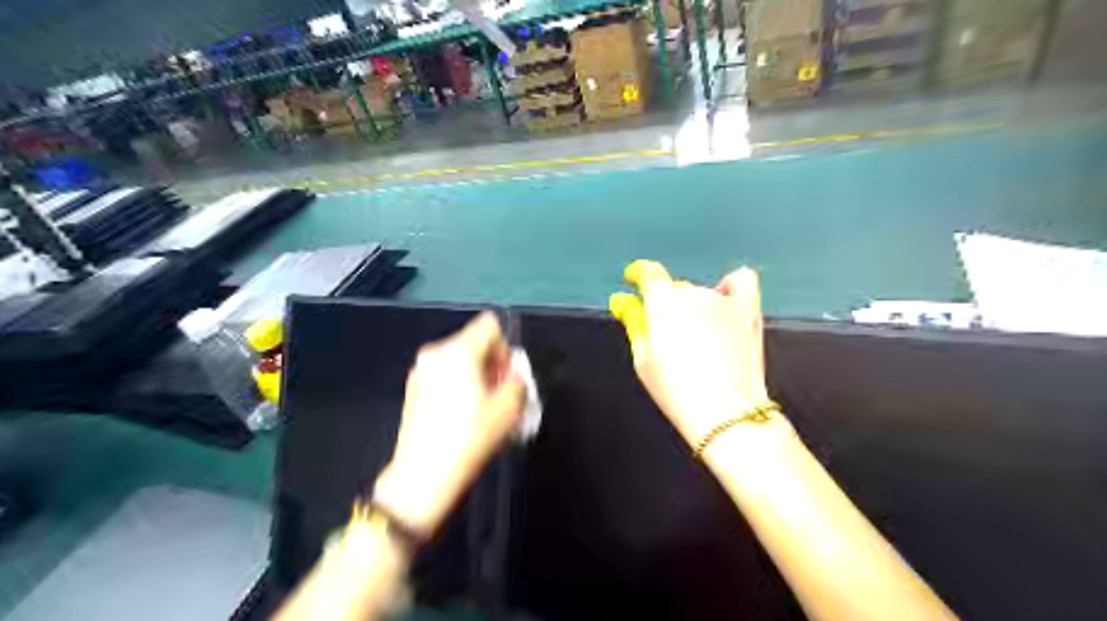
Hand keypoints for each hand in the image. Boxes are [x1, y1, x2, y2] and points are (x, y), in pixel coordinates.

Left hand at [374, 314, 523, 535]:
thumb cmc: (470, 437)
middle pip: (474, 342)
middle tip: (497, 396)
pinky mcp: (412, 389)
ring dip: (475, 376)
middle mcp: (436, 353)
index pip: (490, 325)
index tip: (504, 378)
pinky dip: (457, 386)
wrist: (423, 476)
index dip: (504, 348)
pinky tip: (460, 416)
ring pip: (459, 360)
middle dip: (491, 364)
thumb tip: (514, 376)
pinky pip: (444, 374)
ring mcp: (420, 371)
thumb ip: (519, 382)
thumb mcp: (509, 409)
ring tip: (479, 408)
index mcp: (459, 351)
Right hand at [608, 259, 781, 445]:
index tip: (632, 280)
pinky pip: (740, 281)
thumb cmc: (675, 389)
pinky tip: (725, 303)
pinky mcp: (749, 309)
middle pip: (675, 289)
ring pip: (702, 294)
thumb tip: (623, 301)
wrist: (724, 413)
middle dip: (667, 305)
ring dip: (695, 309)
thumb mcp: (643, 359)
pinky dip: (730, 287)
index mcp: (663, 302)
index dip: (638, 274)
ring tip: (699, 340)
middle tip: (669, 337)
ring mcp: (724, 299)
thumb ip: (634, 322)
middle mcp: (692, 292)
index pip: (648, 273)